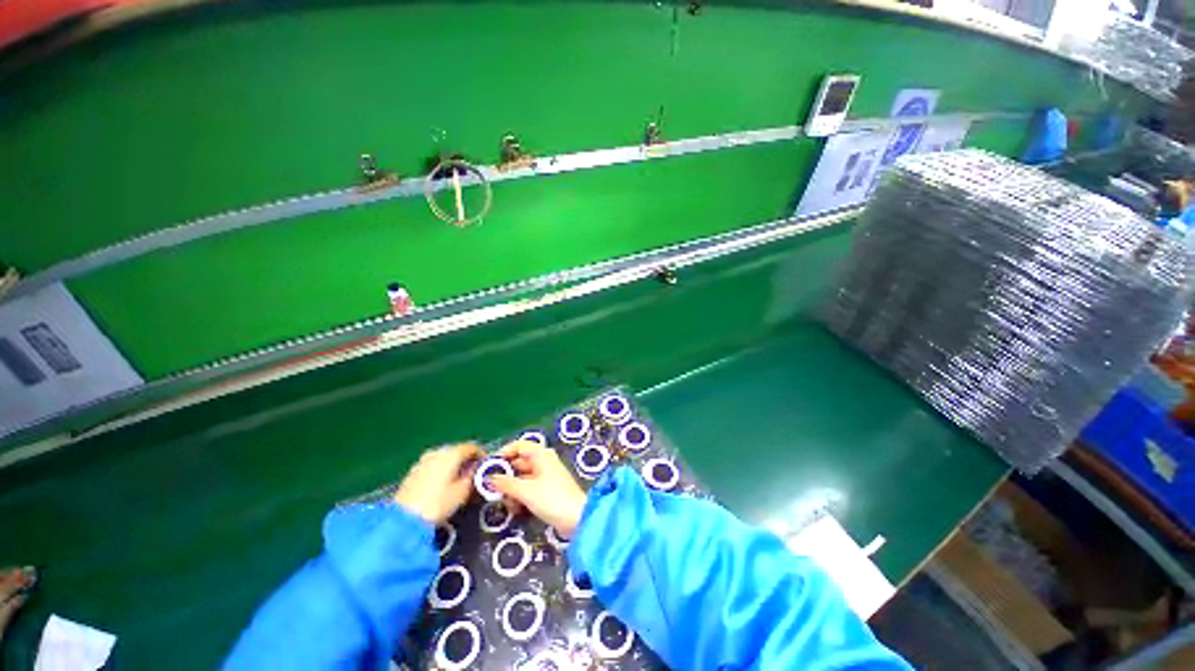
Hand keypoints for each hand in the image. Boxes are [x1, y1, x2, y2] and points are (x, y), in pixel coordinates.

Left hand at [393, 443, 483, 523]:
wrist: (403, 519)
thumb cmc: (438, 504)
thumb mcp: (462, 492)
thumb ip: (472, 476)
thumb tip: (475, 468)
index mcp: (452, 454)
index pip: (472, 447)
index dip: (482, 455)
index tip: (486, 466)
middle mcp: (437, 452)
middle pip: (457, 451)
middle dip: (467, 460)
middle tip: (473, 474)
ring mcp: (423, 460)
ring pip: (444, 458)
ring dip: (453, 465)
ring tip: (457, 480)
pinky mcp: (413, 471)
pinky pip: (433, 465)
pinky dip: (441, 470)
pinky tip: (442, 485)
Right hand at [490, 440, 587, 536]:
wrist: (577, 518)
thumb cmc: (552, 498)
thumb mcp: (525, 491)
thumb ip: (506, 484)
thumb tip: (490, 479)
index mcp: (541, 455)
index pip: (519, 445)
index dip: (504, 453)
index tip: (491, 467)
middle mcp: (543, 462)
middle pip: (518, 463)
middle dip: (506, 478)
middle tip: (494, 492)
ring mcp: (545, 477)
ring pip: (521, 479)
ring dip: (513, 491)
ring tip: (509, 505)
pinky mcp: (546, 491)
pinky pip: (528, 489)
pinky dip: (521, 497)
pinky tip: (517, 510)